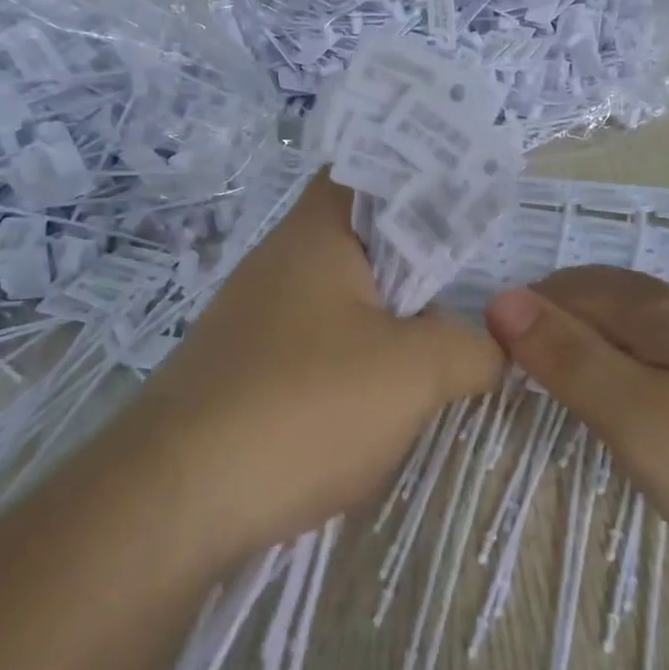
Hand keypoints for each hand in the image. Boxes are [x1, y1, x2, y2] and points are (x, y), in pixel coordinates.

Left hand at [119, 172, 502, 561]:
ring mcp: (256, 318)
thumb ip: (470, 348)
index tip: (470, 207)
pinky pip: (316, 347)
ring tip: (442, 345)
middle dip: (419, 262)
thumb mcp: (414, 372)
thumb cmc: (305, 405)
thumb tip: (490, 348)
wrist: (177, 499)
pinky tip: (380, 400)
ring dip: (389, 320)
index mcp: (316, 233)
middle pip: (363, 240)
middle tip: (473, 285)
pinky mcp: (246, 370)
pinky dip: (355, 361)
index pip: (369, 170)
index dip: (421, 179)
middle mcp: (279, 263)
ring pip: (343, 299)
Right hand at [485, 266, 668, 594]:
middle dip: (552, 316)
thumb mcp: (642, 420)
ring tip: (567, 376)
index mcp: (656, 314)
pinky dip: (634, 357)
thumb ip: (570, 359)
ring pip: (640, 320)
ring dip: (593, 334)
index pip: (564, 290)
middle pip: (602, 295)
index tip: (486, 358)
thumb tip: (502, 299)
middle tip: (515, 366)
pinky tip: (647, 394)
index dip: (519, 313)